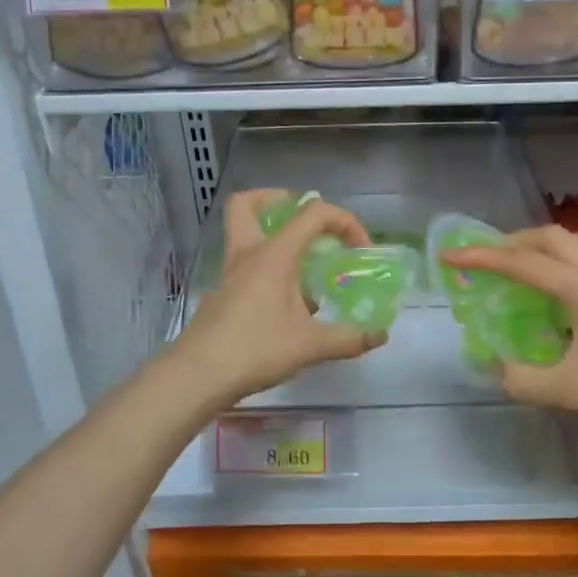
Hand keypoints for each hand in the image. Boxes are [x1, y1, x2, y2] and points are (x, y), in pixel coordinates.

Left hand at [167, 188, 388, 405]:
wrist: (198, 376)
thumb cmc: (255, 350)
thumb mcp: (309, 346)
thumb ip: (348, 338)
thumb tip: (379, 336)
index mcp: (274, 254)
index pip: (313, 213)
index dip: (345, 221)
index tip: (361, 250)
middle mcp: (248, 254)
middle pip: (248, 204)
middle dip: (278, 201)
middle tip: (305, 222)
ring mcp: (230, 274)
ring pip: (243, 233)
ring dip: (272, 235)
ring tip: (303, 263)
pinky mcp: (222, 295)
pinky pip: (246, 265)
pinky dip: (267, 269)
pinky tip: (286, 302)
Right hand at [441, 225, 577, 466]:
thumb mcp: (567, 393)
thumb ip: (521, 379)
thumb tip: (495, 367)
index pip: (522, 263)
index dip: (482, 257)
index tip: (450, 256)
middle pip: (552, 238)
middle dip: (512, 241)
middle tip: (485, 258)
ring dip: (548, 244)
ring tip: (527, 264)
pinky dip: (572, 259)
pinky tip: (567, 290)